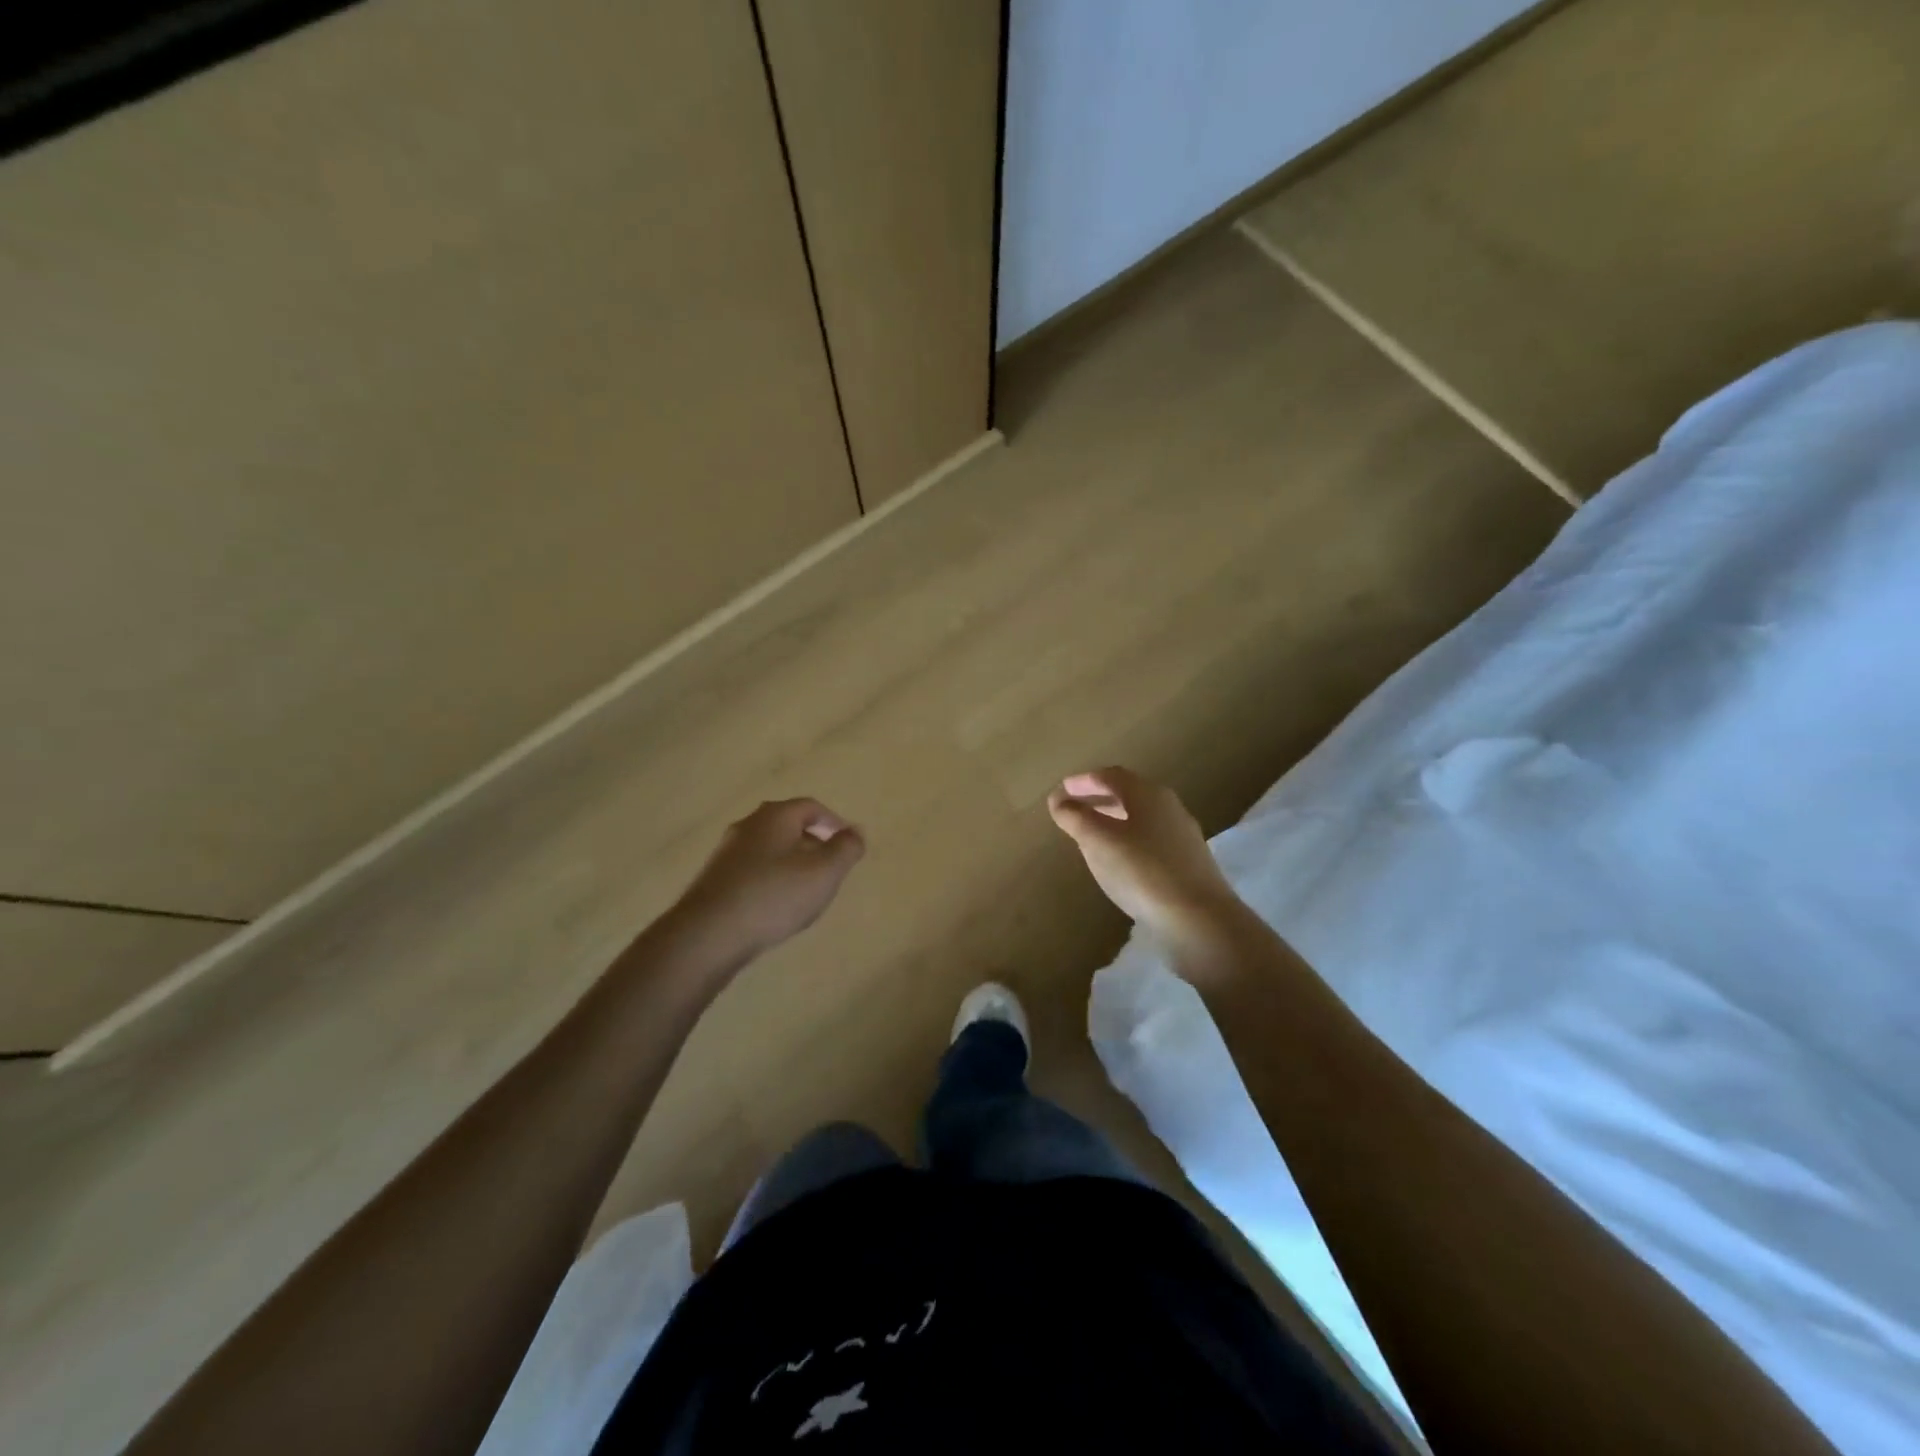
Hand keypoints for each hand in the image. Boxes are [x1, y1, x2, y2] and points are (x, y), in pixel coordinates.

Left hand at [672, 798, 864, 961]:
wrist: (708, 935)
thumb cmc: (773, 896)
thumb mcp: (823, 872)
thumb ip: (845, 849)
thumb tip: (855, 831)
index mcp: (775, 816)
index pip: (811, 807)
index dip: (834, 822)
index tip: (847, 844)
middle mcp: (748, 825)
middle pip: (788, 825)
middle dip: (813, 843)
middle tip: (830, 868)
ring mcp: (727, 852)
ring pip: (769, 849)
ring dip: (791, 863)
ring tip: (806, 890)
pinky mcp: (715, 879)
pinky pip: (753, 870)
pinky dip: (771, 879)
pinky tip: (776, 906)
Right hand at [1048, 767, 1239, 945]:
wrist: (1199, 919)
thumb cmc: (1141, 871)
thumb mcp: (1098, 841)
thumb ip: (1075, 817)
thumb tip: (1058, 800)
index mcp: (1148, 794)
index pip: (1111, 776)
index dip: (1083, 781)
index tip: (1061, 791)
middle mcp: (1169, 807)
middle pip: (1128, 794)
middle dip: (1098, 798)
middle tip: (1072, 808)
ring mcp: (1182, 835)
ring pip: (1140, 817)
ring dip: (1113, 819)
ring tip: (1090, 834)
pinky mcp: (1188, 863)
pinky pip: (1150, 840)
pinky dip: (1128, 839)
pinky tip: (1119, 860)